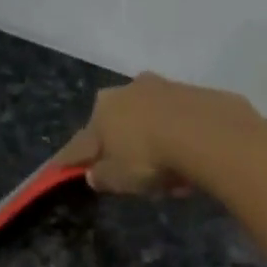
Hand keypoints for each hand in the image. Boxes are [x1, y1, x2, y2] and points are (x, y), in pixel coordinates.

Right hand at [53, 72, 261, 195]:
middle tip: (128, 172)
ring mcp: (162, 87)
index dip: (69, 160)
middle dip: (118, 145)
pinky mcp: (193, 92)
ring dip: (151, 140)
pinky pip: (177, 120)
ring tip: (166, 172)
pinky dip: (177, 137)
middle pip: (116, 124)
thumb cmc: (150, 159)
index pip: (80, 143)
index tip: (58, 168)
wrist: (208, 133)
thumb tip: (93, 173)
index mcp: (102, 112)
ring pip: (148, 119)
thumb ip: (103, 177)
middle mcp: (127, 91)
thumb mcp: (119, 179)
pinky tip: (187, 159)